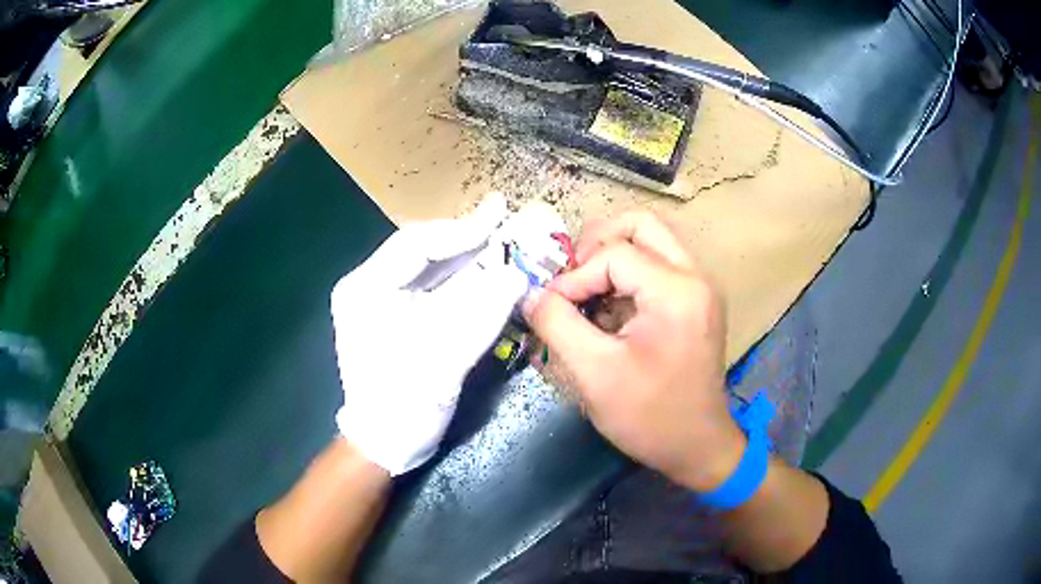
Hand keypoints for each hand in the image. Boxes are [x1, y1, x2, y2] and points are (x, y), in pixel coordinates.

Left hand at [331, 197, 529, 475]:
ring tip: (501, 236)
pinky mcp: (396, 315)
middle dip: (465, 238)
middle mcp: (368, 286)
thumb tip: (517, 274)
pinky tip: (486, 268)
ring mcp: (380, 300)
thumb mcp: (444, 359)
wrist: (385, 443)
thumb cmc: (404, 405)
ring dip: (466, 255)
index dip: (460, 232)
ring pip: (429, 267)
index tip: (499, 221)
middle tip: (503, 218)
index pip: (415, 244)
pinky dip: (461, 279)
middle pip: (421, 251)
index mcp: (365, 289)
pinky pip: (432, 288)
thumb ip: (481, 313)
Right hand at [523, 211, 745, 492]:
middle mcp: (695, 277)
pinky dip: (626, 278)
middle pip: (641, 225)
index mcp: (676, 290)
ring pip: (650, 242)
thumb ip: (557, 324)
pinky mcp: (695, 303)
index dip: (575, 276)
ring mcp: (699, 289)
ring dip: (611, 258)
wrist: (698, 447)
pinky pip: (657, 267)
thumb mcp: (594, 372)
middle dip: (597, 243)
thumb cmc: (650, 416)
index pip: (614, 253)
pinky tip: (608, 311)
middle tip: (571, 276)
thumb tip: (531, 294)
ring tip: (586, 293)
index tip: (552, 308)